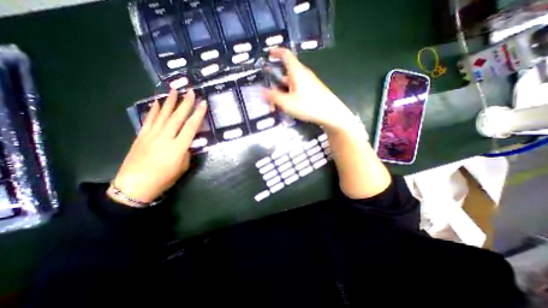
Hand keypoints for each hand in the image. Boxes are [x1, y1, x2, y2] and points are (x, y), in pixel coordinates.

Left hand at [109, 87, 207, 205]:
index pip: (191, 126)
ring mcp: (151, 135)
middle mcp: (165, 137)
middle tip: (191, 91)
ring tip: (174, 90)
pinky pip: (149, 119)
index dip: (198, 114)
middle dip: (185, 103)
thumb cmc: (164, 179)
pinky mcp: (141, 135)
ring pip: (162, 115)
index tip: (203, 103)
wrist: (135, 186)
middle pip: (177, 117)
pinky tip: (156, 102)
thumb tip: (187, 142)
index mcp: (178, 147)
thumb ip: (187, 151)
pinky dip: (153, 110)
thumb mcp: (183, 166)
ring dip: (169, 101)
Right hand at [263, 48, 357, 131]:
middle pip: (285, 74)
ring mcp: (307, 83)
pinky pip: (296, 90)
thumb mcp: (287, 103)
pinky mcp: (311, 91)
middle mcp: (302, 74)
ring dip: (281, 93)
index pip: (286, 55)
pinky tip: (287, 107)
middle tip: (268, 96)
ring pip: (290, 85)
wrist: (330, 113)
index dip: (276, 52)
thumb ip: (273, 97)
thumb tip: (262, 91)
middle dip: (275, 84)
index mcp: (297, 72)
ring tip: (276, 106)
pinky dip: (289, 96)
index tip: (269, 53)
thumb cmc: (308, 105)